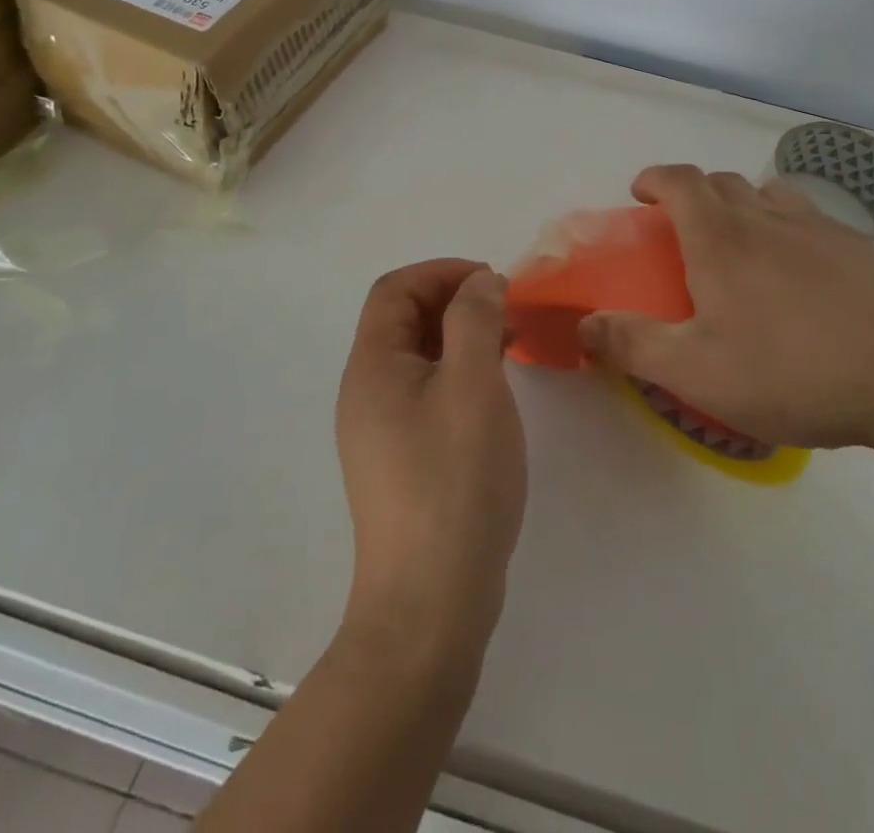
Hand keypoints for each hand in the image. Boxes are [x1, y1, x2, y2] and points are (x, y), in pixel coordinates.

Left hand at [336, 260, 526, 663]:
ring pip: (417, 357)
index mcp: (372, 367)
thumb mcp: (473, 385)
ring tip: (508, 345)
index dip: (442, 272)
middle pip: (402, 320)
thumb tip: (480, 282)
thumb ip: (475, 320)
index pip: (395, 290)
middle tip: (506, 312)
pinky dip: (457, 373)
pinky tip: (491, 393)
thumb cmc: (454, 480)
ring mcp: (379, 429)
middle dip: (454, 302)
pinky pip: (425, 393)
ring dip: (459, 337)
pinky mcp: (399, 459)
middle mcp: (365, 391)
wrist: (430, 602)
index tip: (492, 282)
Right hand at [578, 165, 873, 450]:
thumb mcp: (698, 372)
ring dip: (744, 206)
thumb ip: (634, 345)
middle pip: (723, 183)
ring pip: (770, 196)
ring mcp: (822, 231)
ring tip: (743, 247)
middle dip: (694, 195)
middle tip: (684, 232)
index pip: (680, 181)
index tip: (640, 192)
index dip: (655, 178)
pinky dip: (790, 232)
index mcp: (722, 238)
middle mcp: (769, 219)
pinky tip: (804, 280)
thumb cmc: (795, 369)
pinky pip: (813, 223)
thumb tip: (585, 324)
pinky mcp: (865, 252)